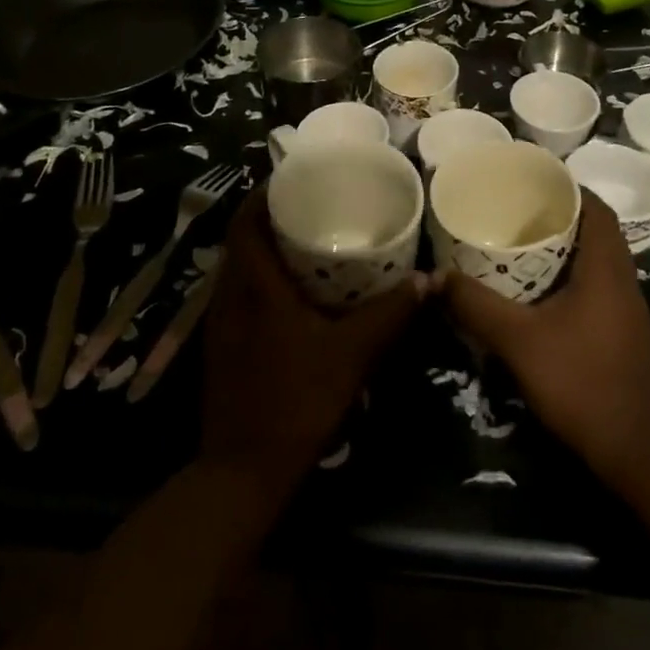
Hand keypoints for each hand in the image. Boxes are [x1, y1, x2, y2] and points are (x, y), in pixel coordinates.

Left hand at [201, 185, 421, 492]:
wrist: (242, 472)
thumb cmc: (296, 400)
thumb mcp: (352, 353)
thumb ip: (390, 313)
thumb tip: (429, 279)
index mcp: (254, 286)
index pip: (245, 221)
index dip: (263, 193)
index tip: (294, 177)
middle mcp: (229, 296)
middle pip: (240, 239)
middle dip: (269, 216)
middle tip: (310, 203)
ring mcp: (220, 323)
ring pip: (238, 268)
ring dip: (263, 248)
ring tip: (304, 239)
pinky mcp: (221, 346)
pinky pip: (238, 293)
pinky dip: (260, 279)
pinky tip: (292, 293)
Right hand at [437, 190, 649, 485]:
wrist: (629, 448)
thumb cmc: (577, 381)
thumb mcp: (517, 340)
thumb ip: (476, 305)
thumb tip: (435, 278)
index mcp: (606, 270)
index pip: (599, 210)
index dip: (572, 190)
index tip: (537, 184)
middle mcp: (625, 282)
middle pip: (600, 233)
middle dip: (565, 218)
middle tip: (523, 212)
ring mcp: (631, 311)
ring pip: (603, 262)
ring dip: (572, 249)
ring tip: (530, 246)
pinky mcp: (627, 334)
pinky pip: (603, 287)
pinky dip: (578, 277)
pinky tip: (547, 293)